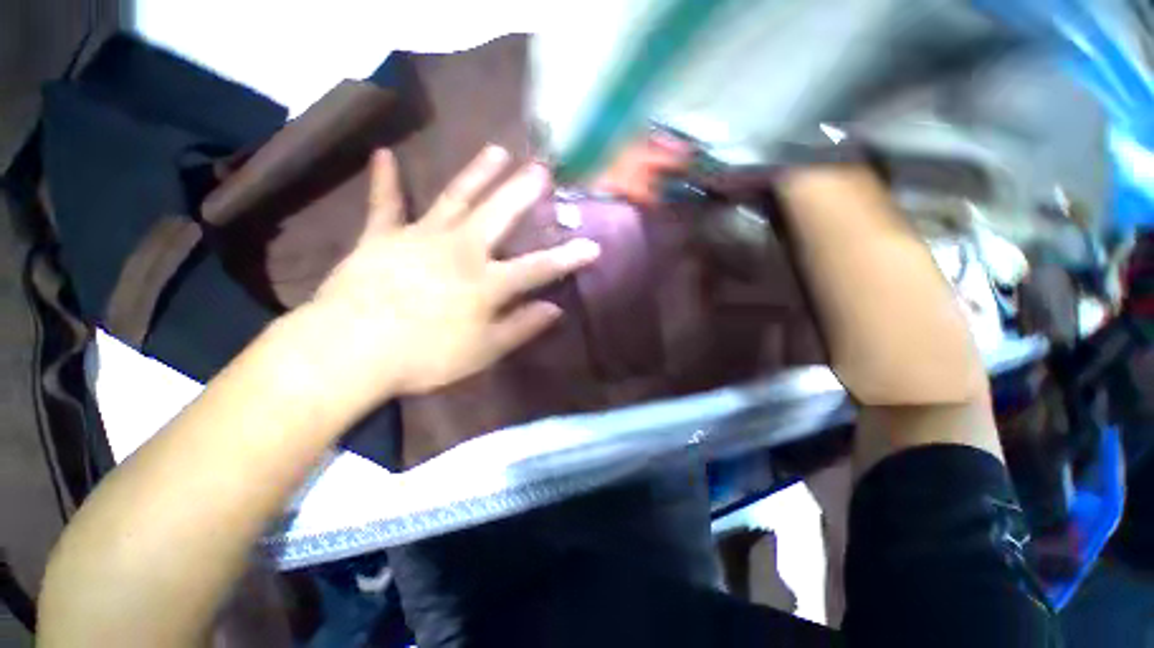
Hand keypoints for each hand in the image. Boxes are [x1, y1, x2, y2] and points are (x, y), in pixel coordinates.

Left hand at [296, 145, 599, 409]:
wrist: (350, 349)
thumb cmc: (425, 356)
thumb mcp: (484, 351)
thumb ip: (521, 326)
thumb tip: (555, 309)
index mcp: (487, 282)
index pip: (538, 267)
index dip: (568, 257)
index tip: (593, 246)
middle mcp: (461, 250)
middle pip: (499, 214)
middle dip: (524, 191)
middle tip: (542, 168)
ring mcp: (421, 237)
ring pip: (455, 197)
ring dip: (478, 172)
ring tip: (496, 150)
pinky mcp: (383, 236)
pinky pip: (385, 204)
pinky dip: (384, 181)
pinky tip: (383, 154)